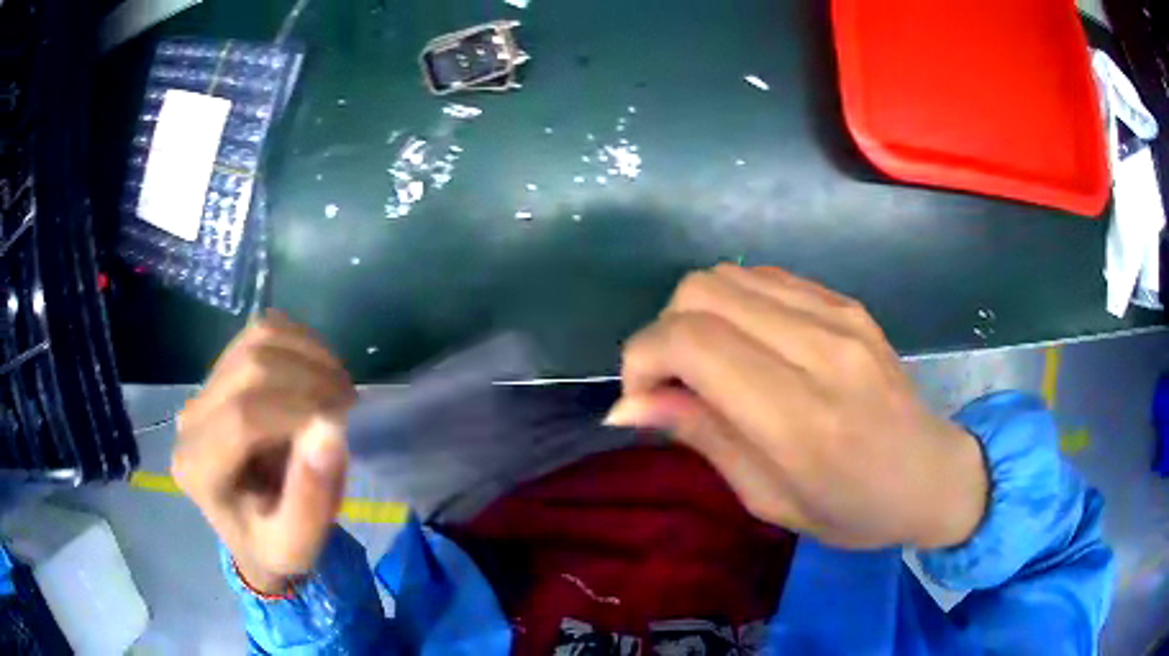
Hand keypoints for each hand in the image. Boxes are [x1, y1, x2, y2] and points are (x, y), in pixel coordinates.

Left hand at [172, 312, 355, 593]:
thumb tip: (331, 427)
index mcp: (198, 470)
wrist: (253, 531)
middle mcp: (190, 420)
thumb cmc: (273, 546)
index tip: (343, 422)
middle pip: (249, 368)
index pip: (242, 418)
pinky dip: (300, 342)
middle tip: (350, 404)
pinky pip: (261, 331)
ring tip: (338, 388)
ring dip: (309, 354)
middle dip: (310, 378)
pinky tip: (319, 373)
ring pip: (256, 339)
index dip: (298, 410)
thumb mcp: (296, 546)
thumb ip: (310, 500)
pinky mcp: (221, 370)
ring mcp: (203, 389)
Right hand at [606, 265, 987, 549]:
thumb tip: (628, 403)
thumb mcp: (768, 498)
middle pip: (702, 290)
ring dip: (697, 315)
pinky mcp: (848, 303)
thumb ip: (701, 436)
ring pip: (728, 275)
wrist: (932, 475)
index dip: (644, 357)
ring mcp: (839, 315)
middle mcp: (820, 348)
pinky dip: (735, 306)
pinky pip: (765, 279)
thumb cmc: (852, 509)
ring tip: (709, 365)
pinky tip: (749, 346)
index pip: (693, 341)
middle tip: (673, 384)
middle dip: (664, 332)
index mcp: (800, 417)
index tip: (642, 397)